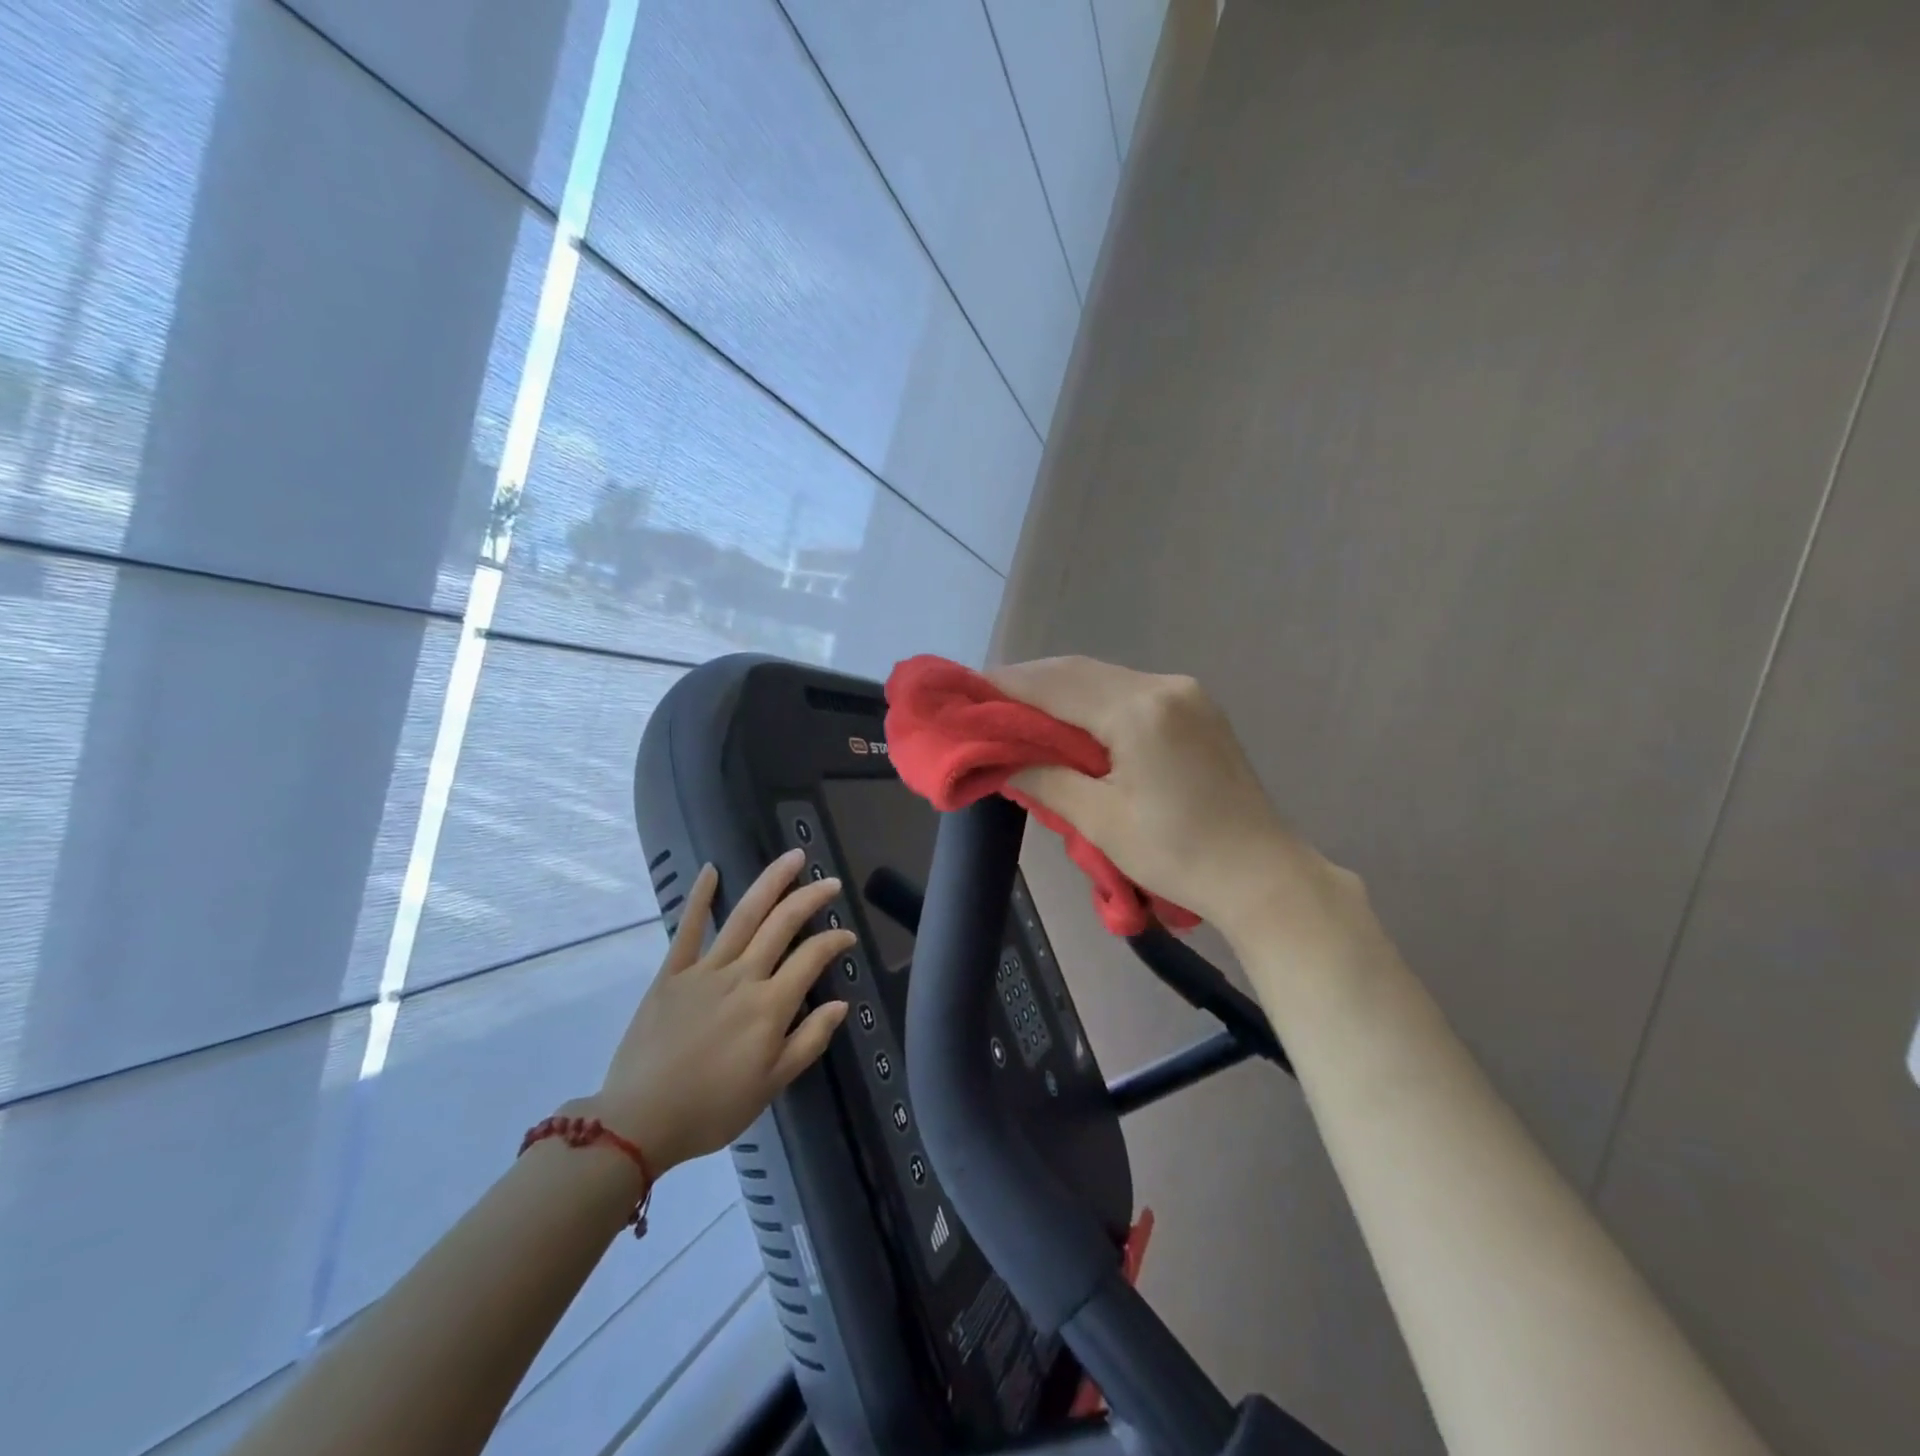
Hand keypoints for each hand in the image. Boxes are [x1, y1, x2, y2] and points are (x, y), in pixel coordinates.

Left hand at [592, 850, 851, 1172]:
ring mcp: (704, 971)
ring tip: (793, 858)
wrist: (638, 1122)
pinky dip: (700, 898)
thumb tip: (840, 1004)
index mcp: (770, 1006)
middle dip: (811, 898)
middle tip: (831, 882)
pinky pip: (687, 929)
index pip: (812, 958)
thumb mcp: (772, 1084)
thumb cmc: (712, 1109)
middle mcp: (742, 977)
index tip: (848, 936)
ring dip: (771, 883)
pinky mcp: (671, 974)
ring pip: (744, 916)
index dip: (834, 941)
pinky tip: (712, 870)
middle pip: (782, 925)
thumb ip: (809, 1040)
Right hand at [990, 656, 1360, 947]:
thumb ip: (1045, 779)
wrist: (1261, 875)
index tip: (966, 691)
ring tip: (1017, 710)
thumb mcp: (1099, 821)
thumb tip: (1002, 759)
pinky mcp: (1196, 709)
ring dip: (1059, 690)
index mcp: (1139, 710)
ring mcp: (1185, 693)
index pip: (1055, 685)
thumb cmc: (1177, 855)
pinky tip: (1069, 719)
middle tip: (985, 701)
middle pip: (1078, 671)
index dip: (1006, 686)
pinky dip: (1091, 701)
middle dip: (1029, 683)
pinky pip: (1128, 691)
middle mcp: (1163, 686)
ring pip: (1103, 678)